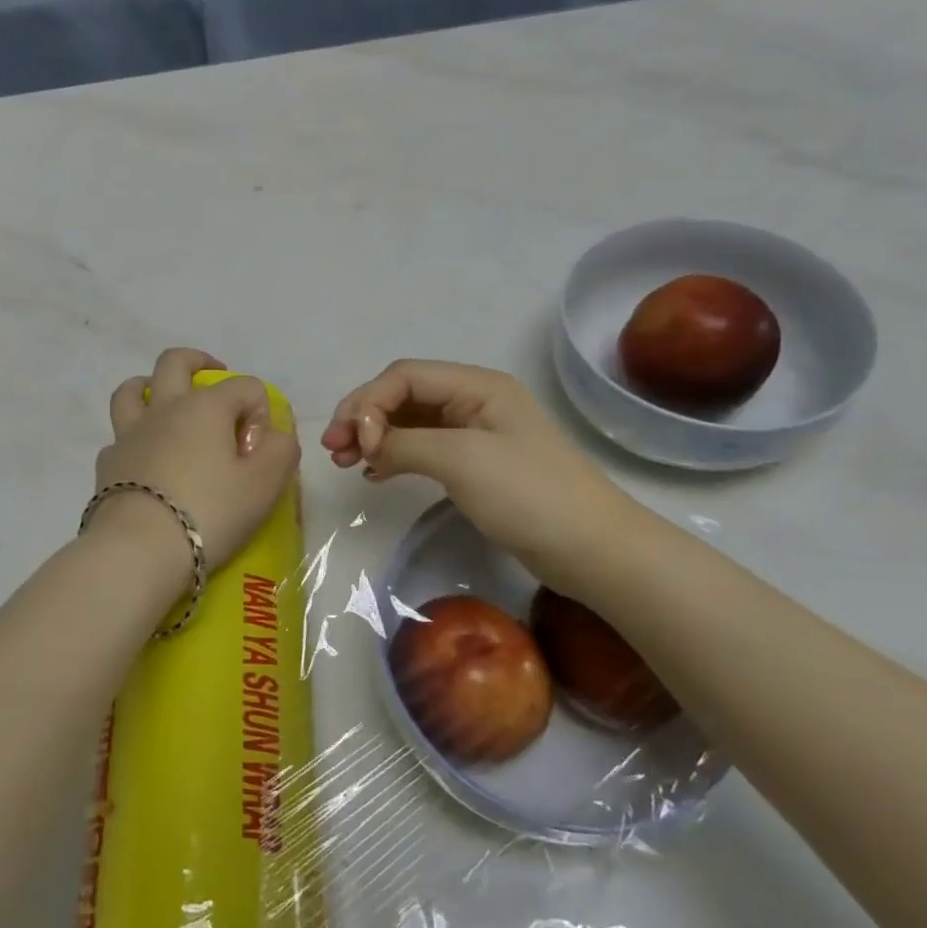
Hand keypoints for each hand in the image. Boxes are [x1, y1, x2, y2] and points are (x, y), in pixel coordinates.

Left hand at [94, 348, 300, 578]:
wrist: (139, 549)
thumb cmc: (210, 512)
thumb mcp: (265, 483)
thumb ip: (281, 450)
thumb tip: (272, 436)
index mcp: (205, 406)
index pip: (245, 387)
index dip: (260, 414)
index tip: (258, 453)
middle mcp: (164, 408)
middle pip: (176, 362)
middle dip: (199, 361)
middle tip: (214, 375)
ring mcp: (129, 433)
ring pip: (134, 390)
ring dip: (151, 386)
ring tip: (166, 402)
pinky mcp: (108, 462)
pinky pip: (120, 435)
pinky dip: (135, 437)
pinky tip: (145, 458)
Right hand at [323, 360, 636, 595]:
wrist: (593, 550)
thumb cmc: (528, 495)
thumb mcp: (461, 459)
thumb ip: (405, 442)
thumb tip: (367, 443)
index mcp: (476, 385)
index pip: (403, 377)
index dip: (369, 403)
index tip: (354, 444)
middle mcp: (474, 400)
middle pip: (403, 396)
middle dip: (364, 417)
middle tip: (333, 450)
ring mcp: (476, 433)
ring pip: (410, 422)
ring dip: (375, 437)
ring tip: (346, 461)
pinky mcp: (476, 464)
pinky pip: (423, 447)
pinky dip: (395, 455)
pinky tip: (375, 472)